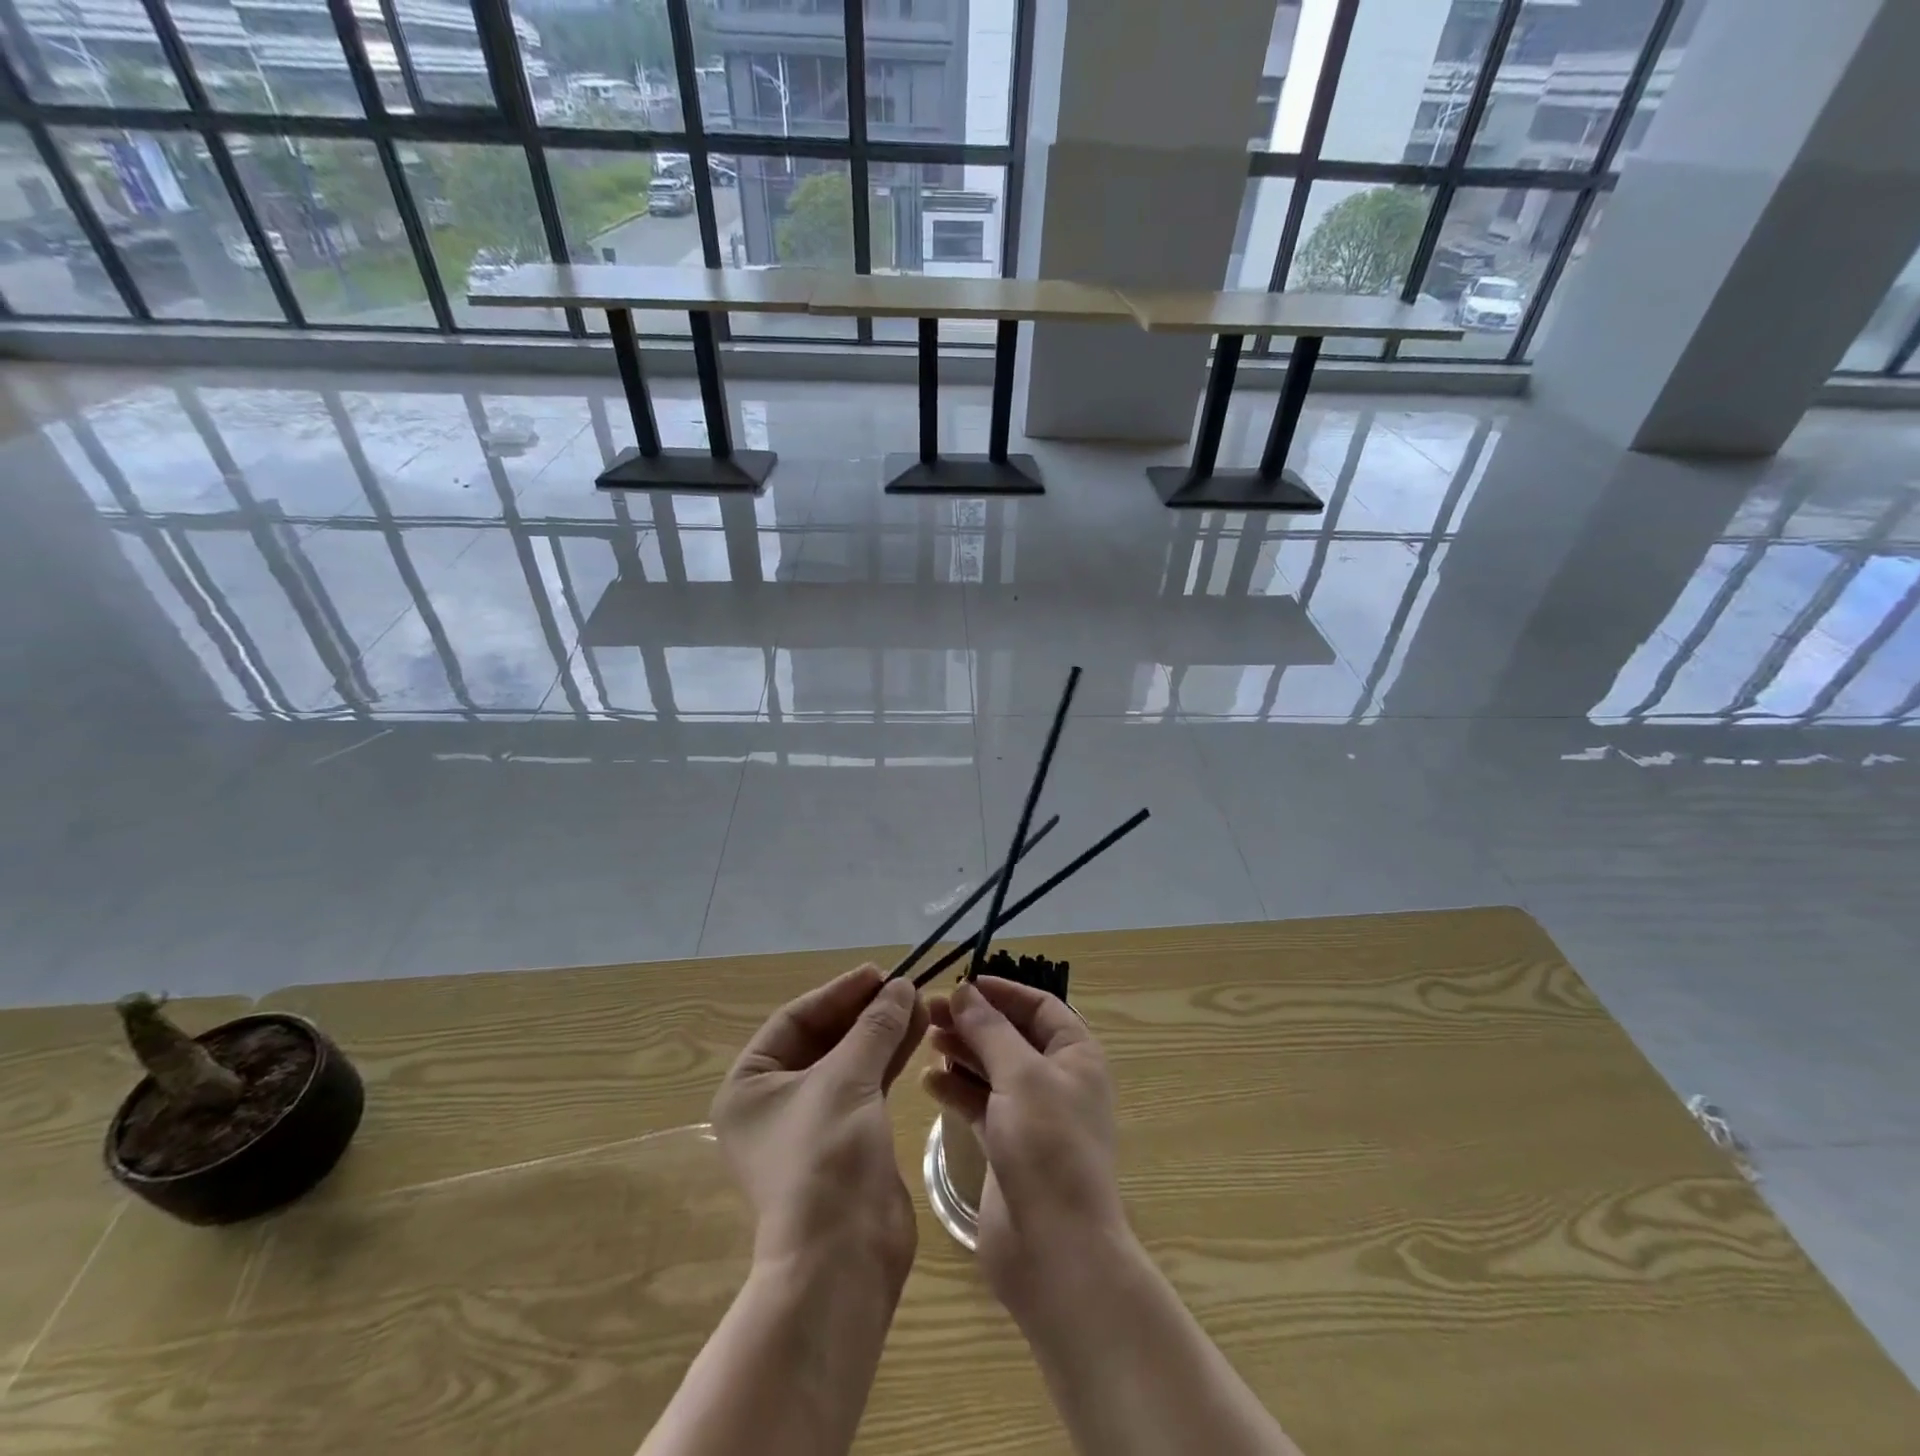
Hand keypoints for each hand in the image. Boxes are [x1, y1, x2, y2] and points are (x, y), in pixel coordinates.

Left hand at [713, 965, 927, 1280]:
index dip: (838, 992)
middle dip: (864, 1011)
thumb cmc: (825, 1156)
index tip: (879, 972)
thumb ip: (874, 1026)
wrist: (844, 1258)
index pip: (795, 1019)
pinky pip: (867, 1083)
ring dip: (882, 1031)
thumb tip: (901, 985)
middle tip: (904, 985)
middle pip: (824, 1038)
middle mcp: (775, 1101)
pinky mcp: (847, 1138)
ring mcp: (812, 1121)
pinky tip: (917, 1032)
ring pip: (850, 1060)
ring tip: (919, 1001)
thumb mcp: (847, 1078)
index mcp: (750, 1085)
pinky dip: (890, 1058)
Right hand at [921, 977, 1126, 1311]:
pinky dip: (955, 1090)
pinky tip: (927, 1082)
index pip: (1039, 1006)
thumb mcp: (1021, 1075)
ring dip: (962, 1052)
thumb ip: (990, 1029)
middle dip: (974, 1021)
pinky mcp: (1007, 1145)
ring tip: (926, 1039)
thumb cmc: (1047, 1147)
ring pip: (992, 1068)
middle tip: (929, 1011)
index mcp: (1076, 1055)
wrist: (1056, 1251)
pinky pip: (979, 1103)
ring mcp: (1032, 1114)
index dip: (1002, 991)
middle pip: (1011, 1035)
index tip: (961, 983)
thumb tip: (964, 990)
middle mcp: (1057, 1079)